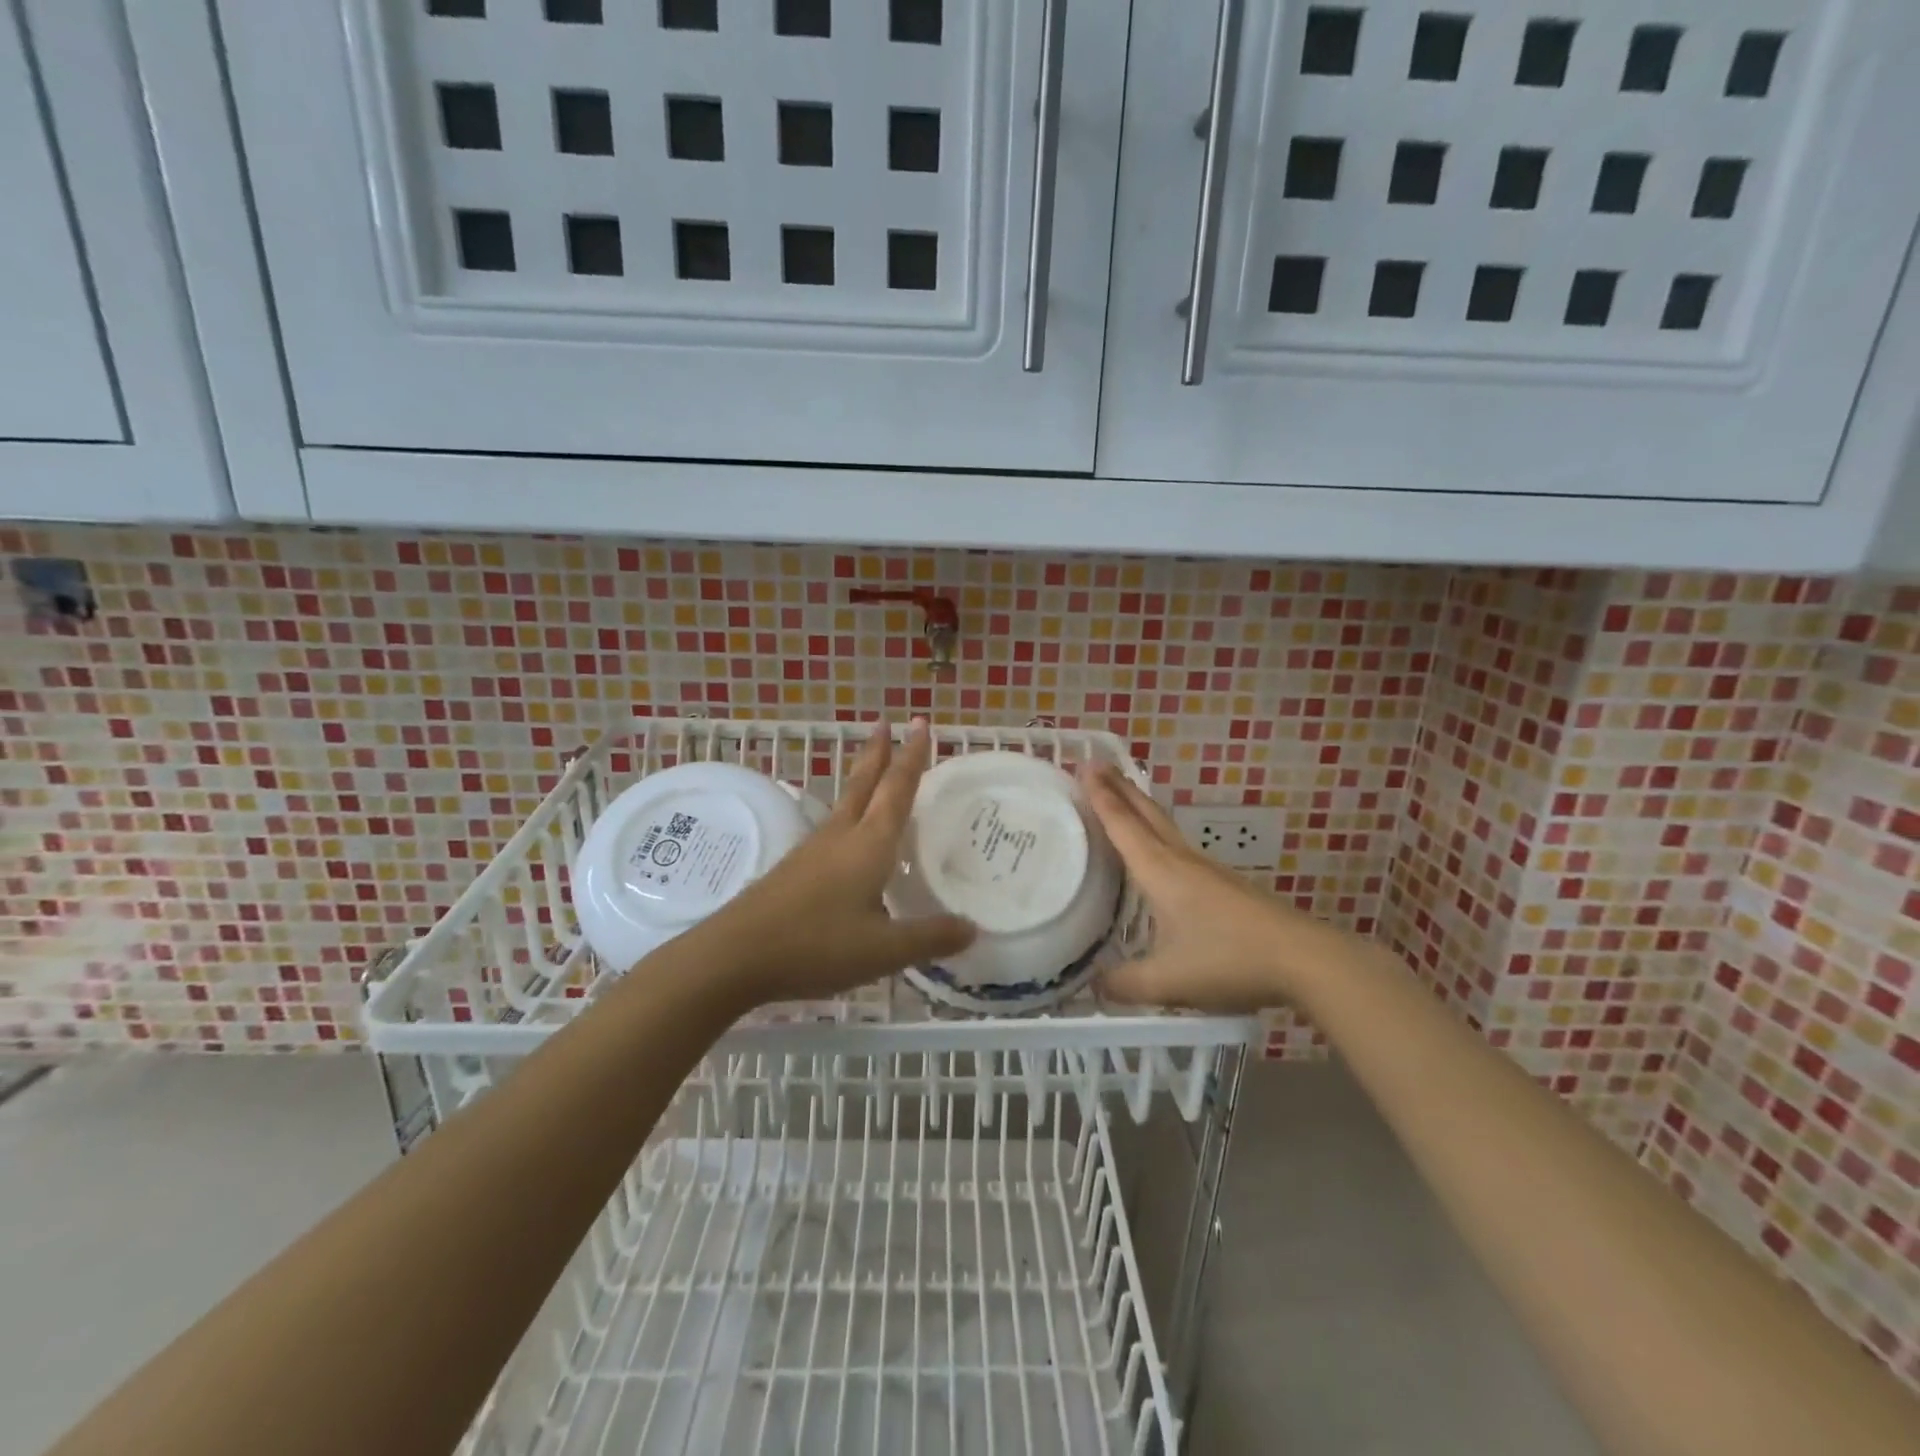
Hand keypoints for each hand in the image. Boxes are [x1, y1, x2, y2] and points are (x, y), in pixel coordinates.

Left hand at [698, 719, 974, 1005]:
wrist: (736, 955)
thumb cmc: (816, 945)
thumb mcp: (884, 949)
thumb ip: (930, 937)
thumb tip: (972, 927)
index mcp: (869, 843)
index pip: (898, 789)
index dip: (913, 756)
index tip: (922, 724)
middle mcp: (842, 835)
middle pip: (864, 783)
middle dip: (879, 752)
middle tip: (886, 723)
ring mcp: (813, 849)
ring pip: (845, 801)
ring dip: (862, 777)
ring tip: (872, 766)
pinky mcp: (795, 867)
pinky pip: (832, 826)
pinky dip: (849, 811)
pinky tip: (847, 832)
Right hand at [1079, 761, 1360, 1012]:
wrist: (1303, 959)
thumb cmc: (1228, 960)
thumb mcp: (1167, 981)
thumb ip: (1125, 984)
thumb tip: (1093, 986)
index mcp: (1160, 871)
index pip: (1123, 824)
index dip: (1101, 796)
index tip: (1085, 765)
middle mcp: (1180, 860)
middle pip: (1145, 813)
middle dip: (1120, 787)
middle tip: (1098, 765)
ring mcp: (1206, 869)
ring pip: (1164, 827)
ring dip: (1139, 807)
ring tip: (1122, 798)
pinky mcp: (1224, 884)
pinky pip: (1178, 846)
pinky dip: (1157, 833)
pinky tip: (1159, 853)